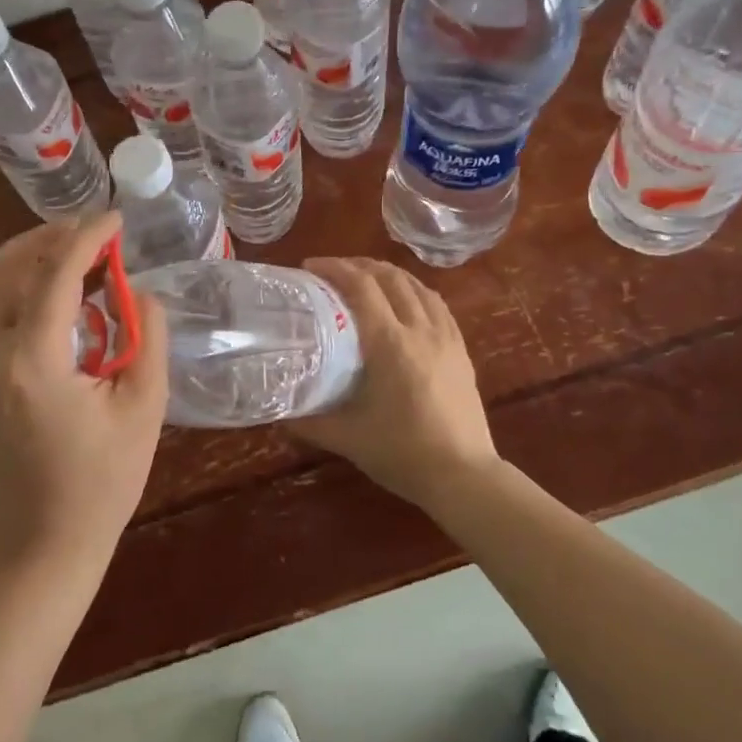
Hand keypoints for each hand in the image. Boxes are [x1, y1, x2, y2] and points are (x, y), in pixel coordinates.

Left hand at [0, 212, 168, 562]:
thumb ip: (148, 337)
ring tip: (76, 260)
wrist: (40, 541)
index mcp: (33, 365)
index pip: (54, 275)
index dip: (87, 237)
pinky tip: (55, 310)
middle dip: (48, 237)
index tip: (115, 218)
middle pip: (4, 267)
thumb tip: (139, 290)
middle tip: (92, 233)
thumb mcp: (144, 407)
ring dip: (30, 262)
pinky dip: (19, 297)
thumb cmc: (104, 480)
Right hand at [292, 258, 499, 510]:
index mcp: (390, 343)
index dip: (334, 269)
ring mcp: (446, 338)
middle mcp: (420, 330)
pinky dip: (415, 291)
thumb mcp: (347, 437)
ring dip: (388, 274)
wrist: (463, 476)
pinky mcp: (461, 350)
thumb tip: (279, 412)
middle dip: (359, 265)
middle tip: (333, 271)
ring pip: (417, 286)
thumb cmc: (402, 454)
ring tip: (366, 278)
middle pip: (390, 278)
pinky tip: (405, 301)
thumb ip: (310, 421)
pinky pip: (437, 305)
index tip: (310, 267)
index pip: (362, 287)